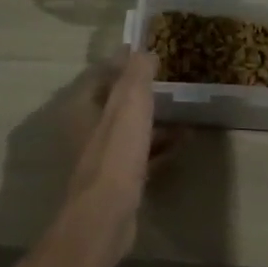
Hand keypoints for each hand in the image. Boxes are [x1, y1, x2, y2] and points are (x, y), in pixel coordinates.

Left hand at [57, 50, 184, 258]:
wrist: (106, 216)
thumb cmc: (116, 153)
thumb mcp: (130, 104)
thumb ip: (136, 74)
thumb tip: (144, 50)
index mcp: (83, 108)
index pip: (101, 75)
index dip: (124, 62)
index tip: (148, 52)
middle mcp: (87, 130)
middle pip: (116, 104)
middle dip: (142, 92)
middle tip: (170, 80)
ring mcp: (102, 158)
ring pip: (130, 130)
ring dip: (154, 120)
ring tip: (184, 111)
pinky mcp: (117, 181)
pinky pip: (141, 155)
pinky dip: (159, 147)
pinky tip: (183, 143)